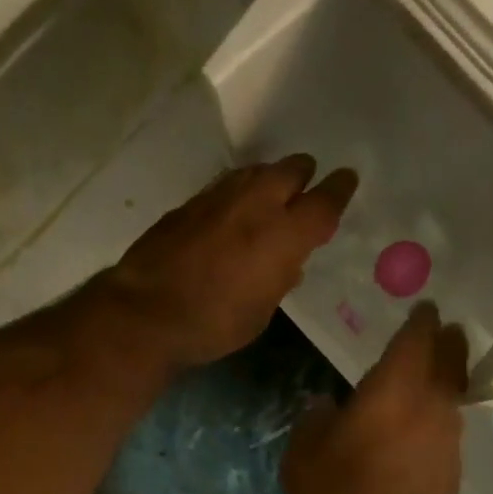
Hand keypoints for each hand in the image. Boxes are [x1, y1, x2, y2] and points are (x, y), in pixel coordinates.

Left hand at [100, 155, 357, 370]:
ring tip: (269, 197)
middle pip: (291, 169)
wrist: (146, 313)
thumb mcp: (262, 312)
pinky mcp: (189, 203)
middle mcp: (256, 204)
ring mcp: (219, 198)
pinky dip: (237, 193)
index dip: (339, 189)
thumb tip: (288, 264)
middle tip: (304, 189)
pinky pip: (225, 186)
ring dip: (268, 180)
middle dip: (303, 175)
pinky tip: (231, 212)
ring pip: (255, 171)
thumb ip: (280, 279)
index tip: (346, 180)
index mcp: (285, 235)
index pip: (324, 200)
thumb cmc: (214, 324)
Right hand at [282, 302, 472, 493]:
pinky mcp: (451, 467)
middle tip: (434, 326)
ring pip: (450, 390)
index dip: (419, 318)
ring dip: (441, 373)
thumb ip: (312, 422)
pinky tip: (410, 418)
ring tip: (419, 368)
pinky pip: (445, 420)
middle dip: (444, 338)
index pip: (416, 337)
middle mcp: (431, 403)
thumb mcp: (304, 460)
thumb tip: (324, 405)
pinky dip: (433, 407)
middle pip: (449, 357)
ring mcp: (447, 436)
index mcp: (395, 388)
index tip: (421, 304)